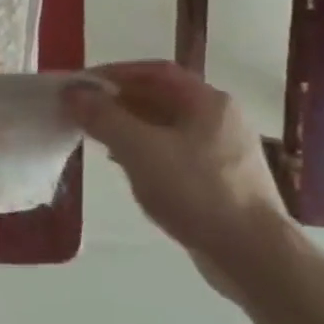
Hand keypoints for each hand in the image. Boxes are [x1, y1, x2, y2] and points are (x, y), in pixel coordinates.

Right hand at [65, 61, 295, 289]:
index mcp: (207, 102)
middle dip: (117, 100)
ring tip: (95, 137)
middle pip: (160, 96)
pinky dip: (143, 149)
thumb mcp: (139, 150)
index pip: (154, 72)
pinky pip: (172, 150)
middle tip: (81, 111)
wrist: (251, 252)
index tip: (80, 85)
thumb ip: (103, 117)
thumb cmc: (195, 191)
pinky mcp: (218, 177)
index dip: (114, 73)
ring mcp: (221, 149)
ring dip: (128, 125)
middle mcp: (219, 118)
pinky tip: (124, 164)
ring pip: (165, 125)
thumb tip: (73, 92)